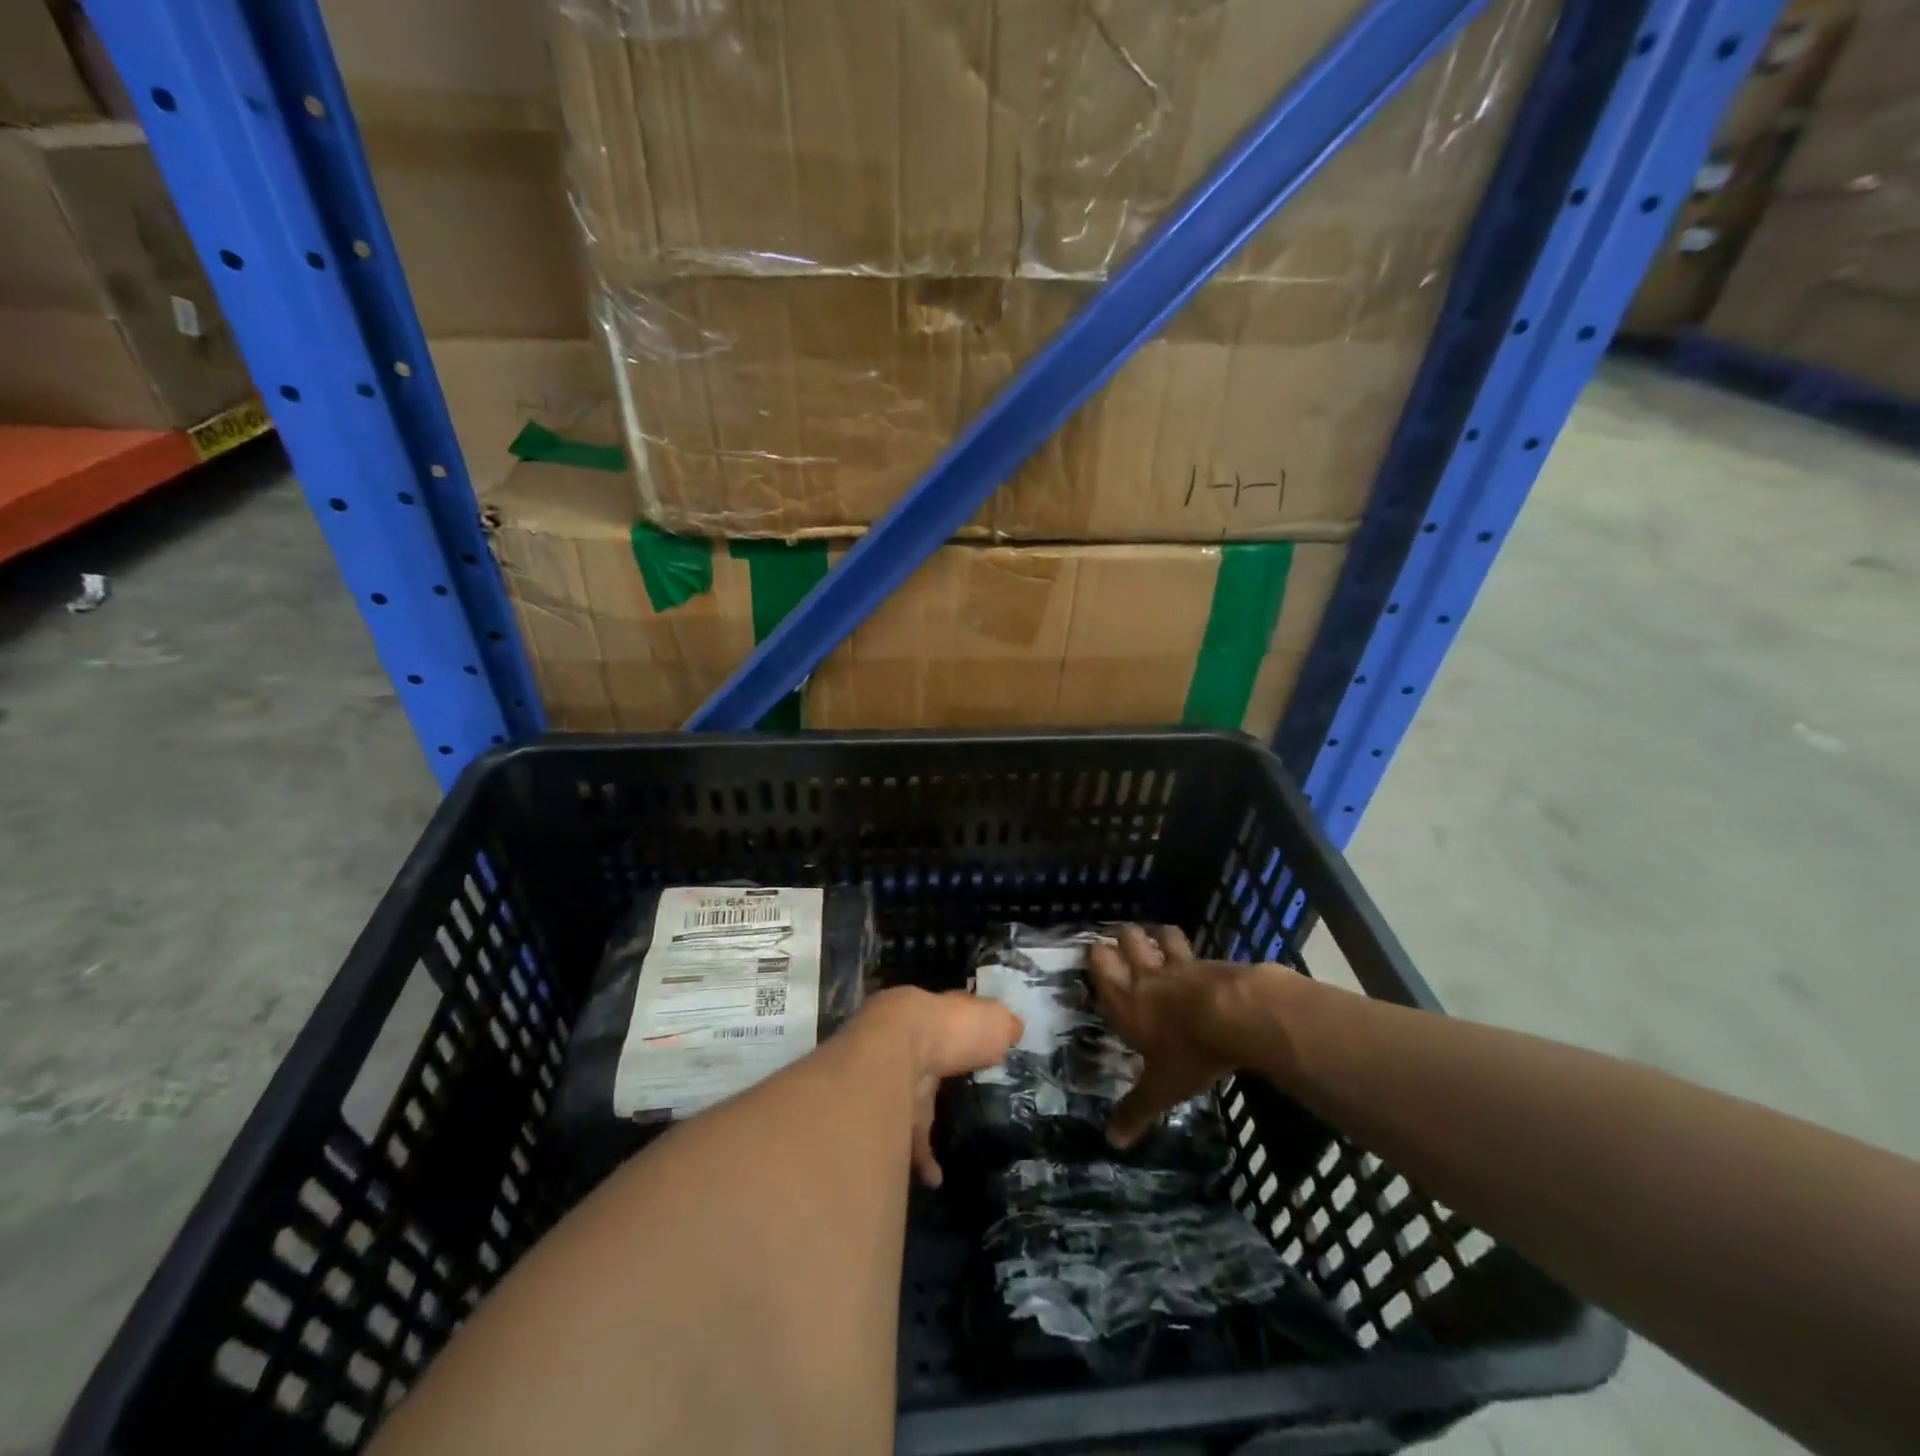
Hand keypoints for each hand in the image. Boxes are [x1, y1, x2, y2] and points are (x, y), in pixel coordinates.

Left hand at [853, 986, 1021, 1187]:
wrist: (896, 1052)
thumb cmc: (953, 1028)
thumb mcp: (993, 1020)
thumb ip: (1003, 1025)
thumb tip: (1012, 1029)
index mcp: (938, 1014)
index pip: (954, 1016)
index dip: (968, 1028)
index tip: (982, 1043)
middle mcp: (913, 1040)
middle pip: (931, 1055)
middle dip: (942, 1069)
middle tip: (964, 1090)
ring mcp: (895, 1075)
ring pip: (914, 1096)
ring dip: (928, 1118)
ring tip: (953, 1143)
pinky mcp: (886, 1111)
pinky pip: (907, 1137)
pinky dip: (921, 1158)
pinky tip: (936, 1178)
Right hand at [1089, 924, 1250, 1148]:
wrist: (1237, 1016)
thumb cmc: (1188, 1052)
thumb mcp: (1161, 1089)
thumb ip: (1136, 1109)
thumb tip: (1111, 1141)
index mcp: (1125, 1000)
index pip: (1100, 964)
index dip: (1096, 957)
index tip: (1096, 955)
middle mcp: (1147, 975)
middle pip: (1128, 940)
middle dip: (1124, 938)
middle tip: (1124, 943)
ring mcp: (1181, 965)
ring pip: (1162, 935)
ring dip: (1158, 936)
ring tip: (1158, 939)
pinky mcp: (1212, 962)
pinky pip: (1197, 950)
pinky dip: (1194, 952)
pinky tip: (1201, 962)